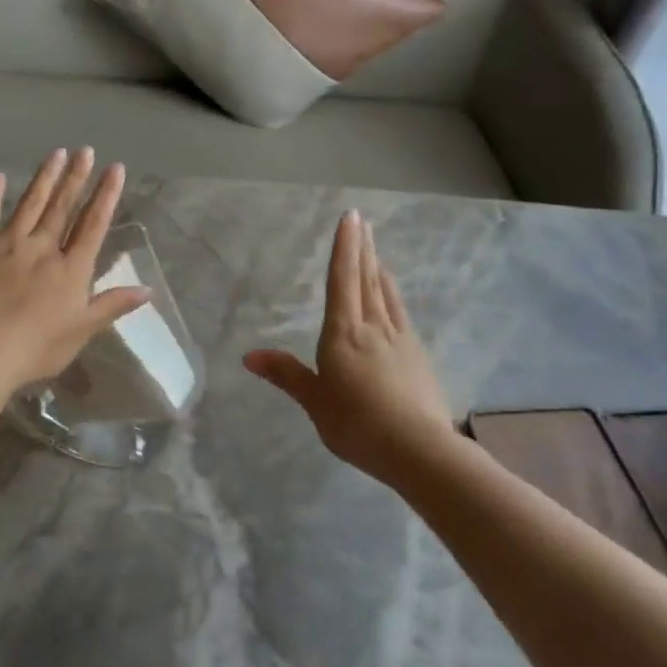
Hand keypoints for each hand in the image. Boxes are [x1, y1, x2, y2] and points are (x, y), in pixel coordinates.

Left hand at [0, 148, 151, 392]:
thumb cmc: (38, 347)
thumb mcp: (82, 330)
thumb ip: (113, 305)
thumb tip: (148, 289)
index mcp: (71, 268)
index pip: (93, 224)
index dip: (106, 195)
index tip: (115, 168)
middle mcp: (43, 247)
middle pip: (63, 207)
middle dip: (76, 178)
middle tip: (85, 151)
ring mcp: (8, 244)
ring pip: (30, 204)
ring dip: (45, 178)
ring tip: (57, 154)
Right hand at [245, 211, 453, 484]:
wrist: (418, 448)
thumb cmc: (357, 424)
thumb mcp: (314, 401)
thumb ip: (286, 374)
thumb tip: (248, 355)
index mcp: (343, 334)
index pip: (342, 280)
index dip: (344, 248)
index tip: (349, 218)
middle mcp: (373, 327)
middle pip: (366, 280)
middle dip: (362, 249)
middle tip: (362, 222)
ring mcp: (400, 340)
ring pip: (386, 295)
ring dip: (379, 269)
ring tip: (376, 252)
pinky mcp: (417, 356)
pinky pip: (401, 315)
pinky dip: (393, 297)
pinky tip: (393, 300)